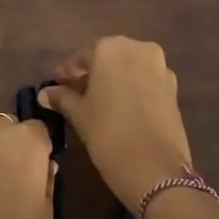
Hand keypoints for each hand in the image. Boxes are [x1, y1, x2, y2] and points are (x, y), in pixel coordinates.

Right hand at [38, 37, 193, 212]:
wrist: (156, 170)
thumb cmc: (108, 134)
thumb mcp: (79, 115)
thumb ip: (62, 98)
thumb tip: (45, 93)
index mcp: (110, 48)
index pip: (82, 56)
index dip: (68, 72)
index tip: (57, 84)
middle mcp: (137, 48)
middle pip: (109, 57)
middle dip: (93, 72)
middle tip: (76, 91)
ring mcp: (160, 67)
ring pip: (129, 67)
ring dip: (114, 79)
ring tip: (99, 101)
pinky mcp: (173, 87)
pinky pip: (146, 80)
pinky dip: (133, 88)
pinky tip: (122, 107)